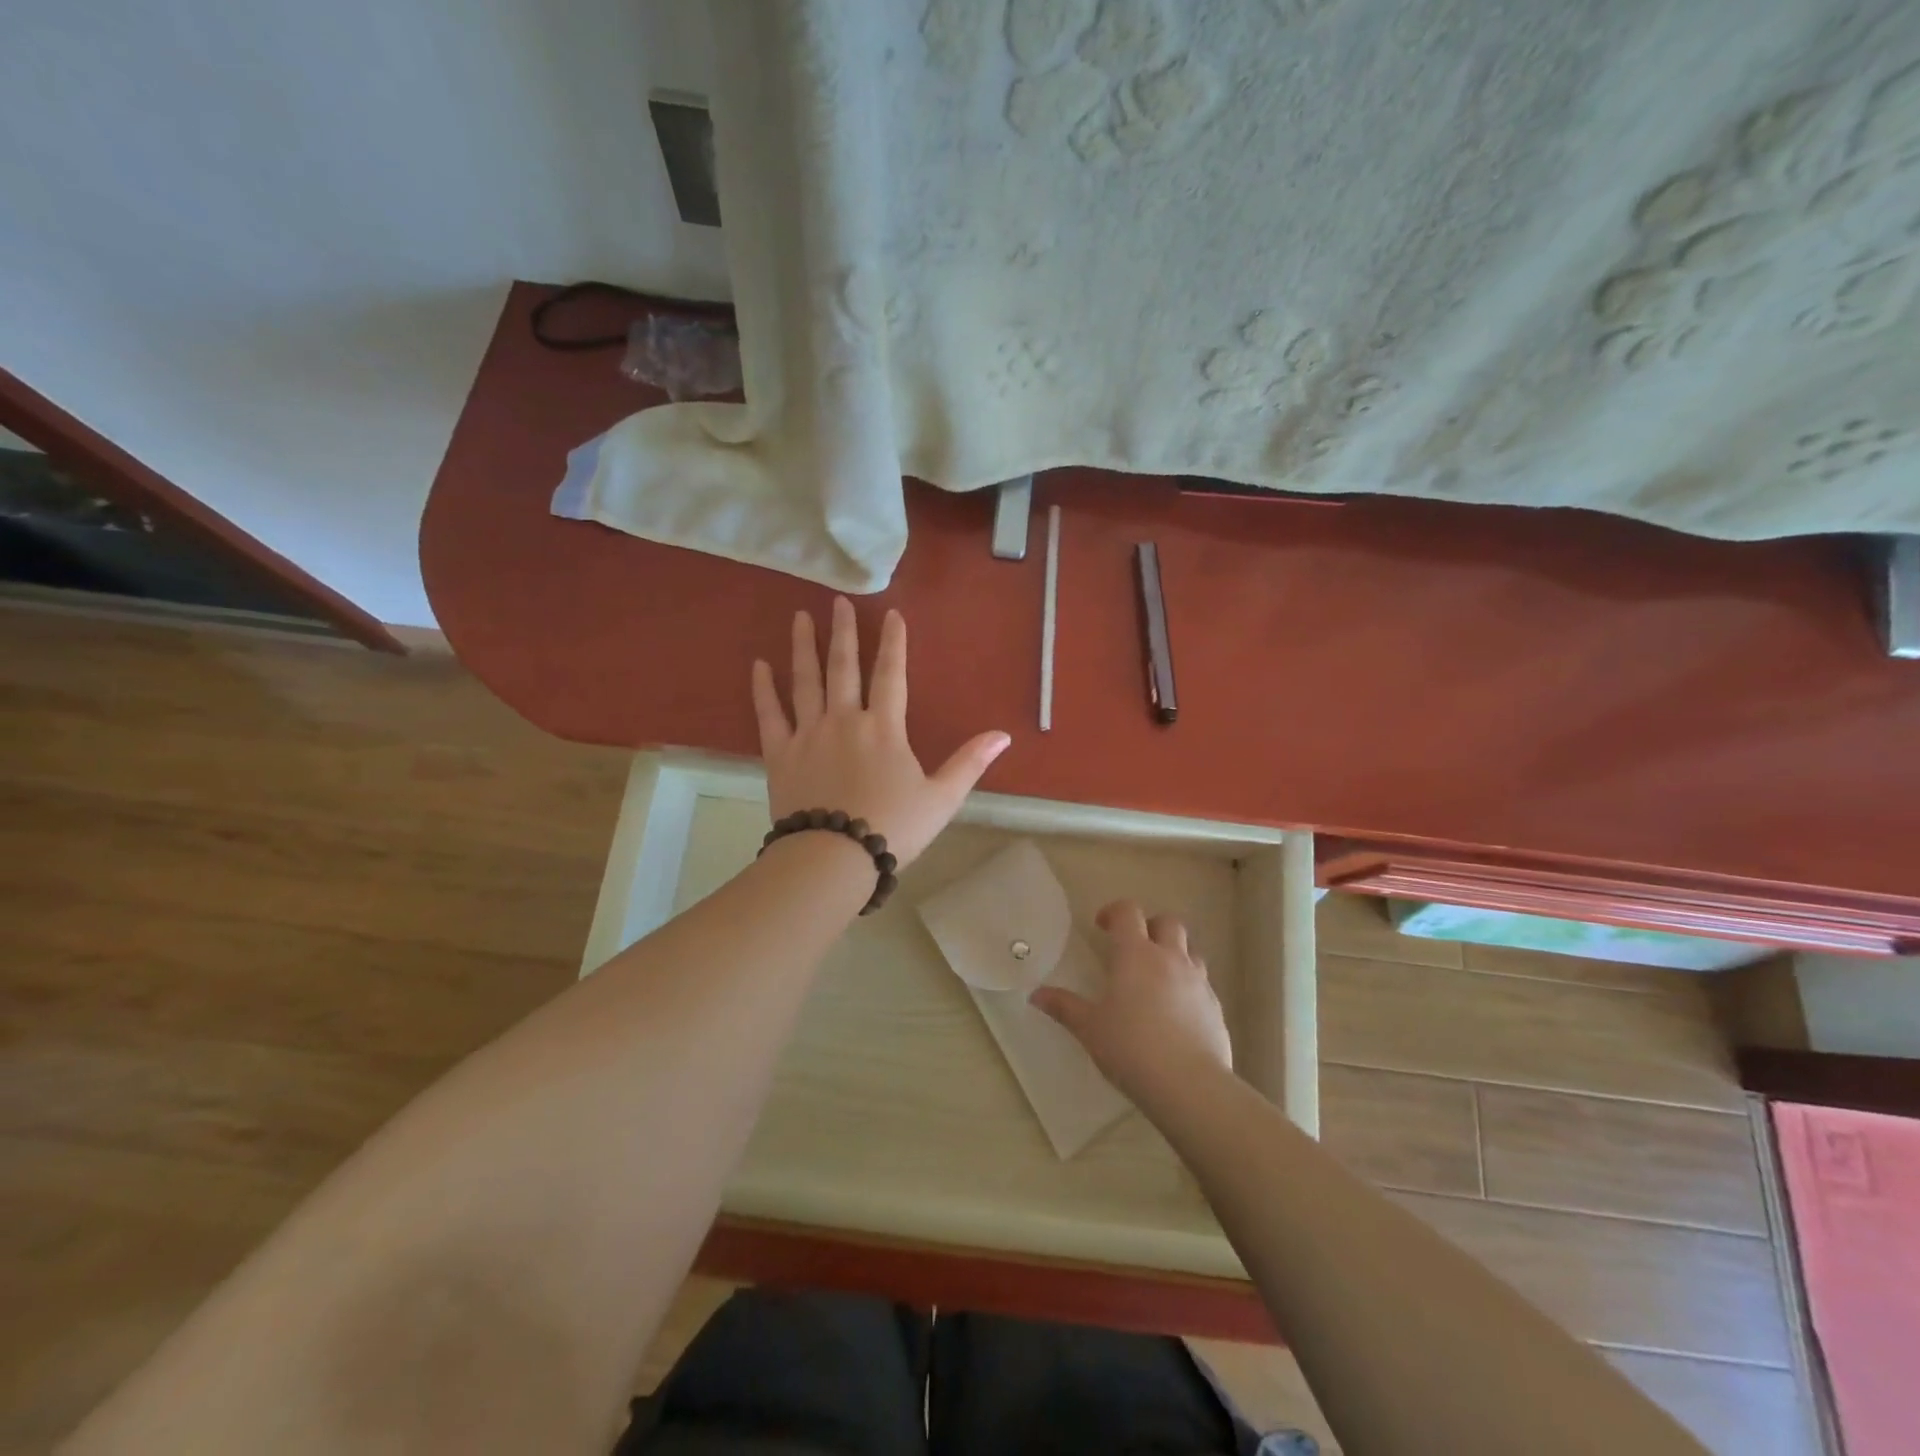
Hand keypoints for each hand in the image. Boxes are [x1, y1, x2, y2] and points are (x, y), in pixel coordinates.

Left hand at [752, 598, 1010, 868]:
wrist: (833, 859)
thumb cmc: (892, 829)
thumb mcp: (942, 799)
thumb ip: (970, 763)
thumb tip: (1004, 736)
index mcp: (884, 728)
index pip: (891, 674)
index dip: (894, 642)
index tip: (891, 614)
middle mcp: (844, 720)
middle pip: (844, 667)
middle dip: (843, 632)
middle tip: (838, 601)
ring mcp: (808, 734)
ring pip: (805, 681)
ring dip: (803, 647)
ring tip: (799, 617)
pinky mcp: (780, 754)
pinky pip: (769, 714)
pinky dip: (763, 689)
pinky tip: (758, 665)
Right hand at [1030, 900, 1232, 1104]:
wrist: (1189, 1085)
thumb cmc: (1130, 1048)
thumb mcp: (1090, 1029)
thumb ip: (1064, 1007)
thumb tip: (1036, 995)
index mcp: (1135, 954)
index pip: (1128, 912)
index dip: (1114, 912)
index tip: (1102, 927)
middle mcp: (1170, 958)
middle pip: (1168, 922)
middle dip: (1150, 927)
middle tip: (1133, 948)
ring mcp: (1198, 981)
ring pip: (1190, 950)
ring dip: (1174, 954)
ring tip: (1157, 978)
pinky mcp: (1216, 1007)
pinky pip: (1202, 983)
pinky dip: (1188, 986)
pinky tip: (1176, 1012)